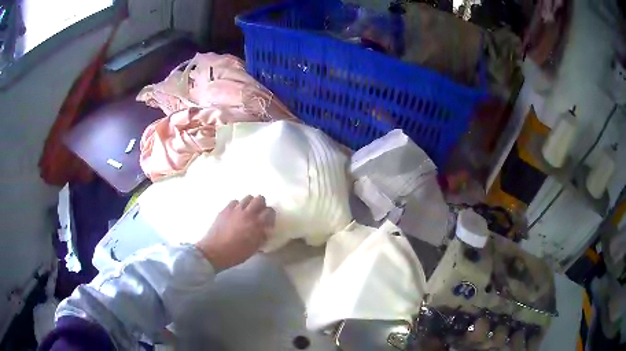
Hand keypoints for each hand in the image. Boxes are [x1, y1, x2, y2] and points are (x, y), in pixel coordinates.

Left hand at [195, 195, 275, 271]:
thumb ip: (261, 237)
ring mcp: (235, 210)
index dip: (270, 216)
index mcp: (257, 224)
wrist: (214, 252)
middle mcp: (248, 213)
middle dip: (261, 205)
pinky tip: (235, 214)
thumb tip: (264, 231)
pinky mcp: (225, 209)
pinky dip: (237, 206)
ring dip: (249, 204)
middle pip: (260, 199)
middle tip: (258, 214)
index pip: (270, 211)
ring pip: (247, 197)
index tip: (268, 223)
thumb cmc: (236, 254)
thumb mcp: (254, 248)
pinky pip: (234, 202)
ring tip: (246, 212)